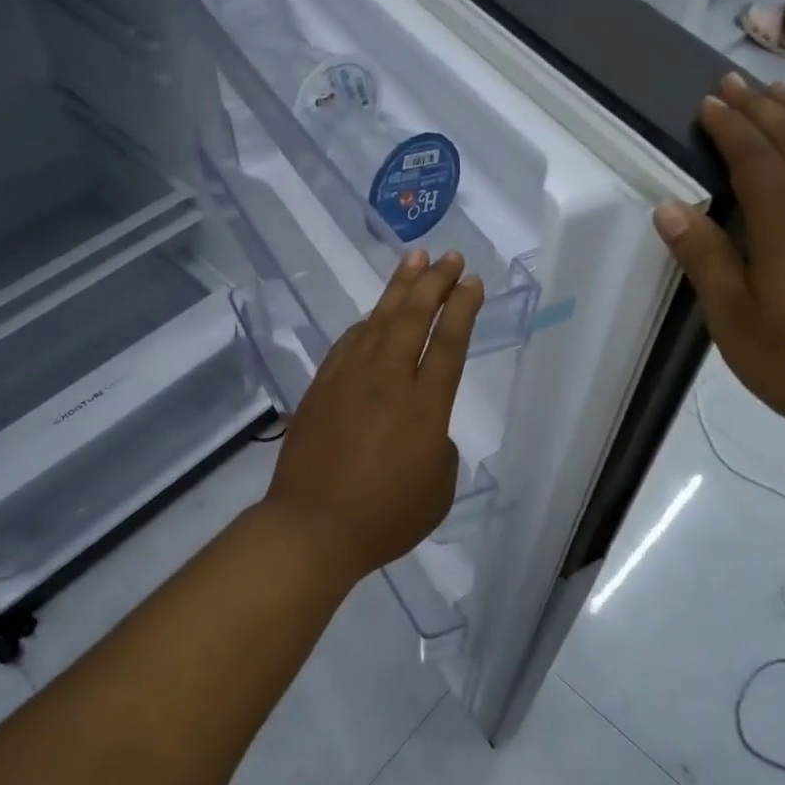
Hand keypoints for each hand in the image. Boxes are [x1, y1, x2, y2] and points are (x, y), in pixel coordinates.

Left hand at [260, 249, 483, 582]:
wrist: (312, 527)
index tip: (472, 282)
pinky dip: (367, 321)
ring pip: (378, 319)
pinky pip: (349, 342)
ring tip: (415, 259)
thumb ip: (440, 447)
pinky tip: (374, 313)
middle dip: (434, 282)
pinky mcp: (322, 386)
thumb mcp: (438, 489)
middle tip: (449, 257)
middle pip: (414, 317)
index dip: (463, 308)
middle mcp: (388, 380)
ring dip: (399, 287)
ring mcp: (350, 378)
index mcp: (425, 406)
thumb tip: (424, 426)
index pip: (449, 343)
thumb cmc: (385, 517)